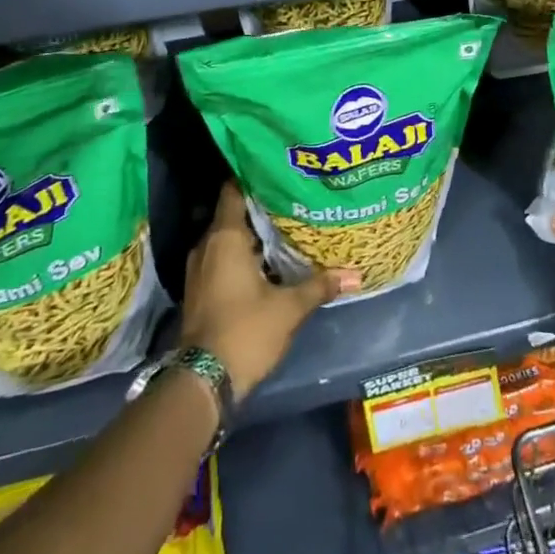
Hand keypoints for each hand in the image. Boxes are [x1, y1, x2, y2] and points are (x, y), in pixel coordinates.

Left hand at [181, 183, 358, 398]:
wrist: (203, 382)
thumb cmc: (245, 330)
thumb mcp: (289, 308)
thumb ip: (319, 285)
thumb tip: (355, 274)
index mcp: (225, 237)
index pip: (233, 190)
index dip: (253, 177)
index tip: (277, 171)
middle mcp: (207, 246)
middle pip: (232, 214)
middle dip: (259, 208)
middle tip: (290, 199)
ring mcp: (199, 269)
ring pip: (226, 239)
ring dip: (250, 235)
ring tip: (283, 228)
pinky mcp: (199, 290)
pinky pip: (221, 259)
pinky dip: (240, 256)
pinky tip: (266, 262)